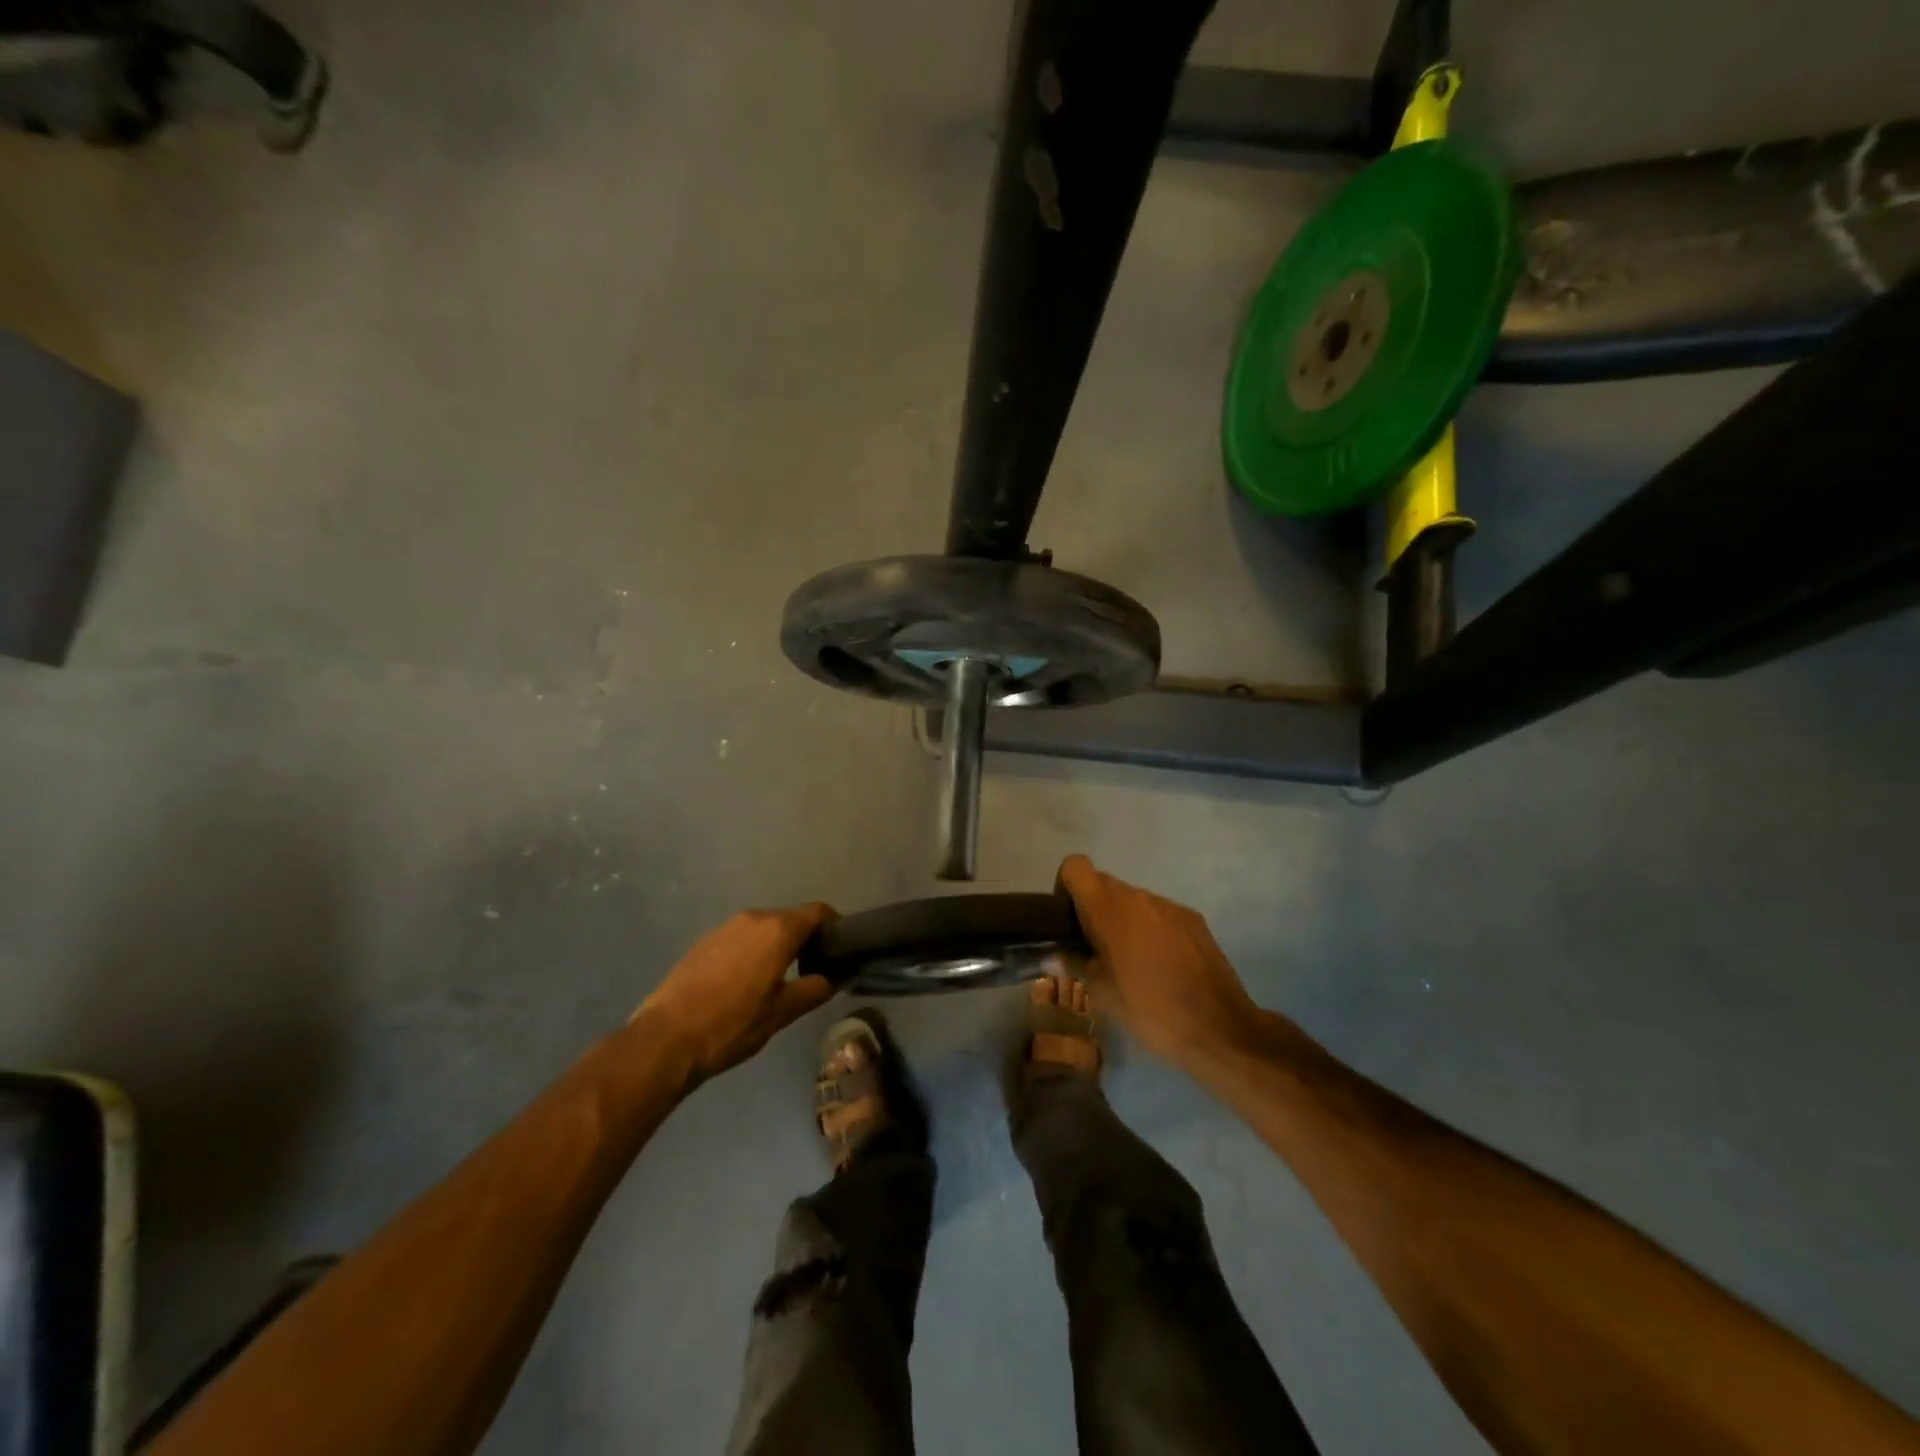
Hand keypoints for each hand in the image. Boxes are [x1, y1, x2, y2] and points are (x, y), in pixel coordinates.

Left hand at [635, 903, 838, 1085]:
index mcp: (777, 930)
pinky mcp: (703, 941)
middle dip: (805, 938)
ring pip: (763, 928)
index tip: (840, 947)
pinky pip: (739, 938)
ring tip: (778, 977)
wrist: (666, 1038)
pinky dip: (751, 951)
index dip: (834, 926)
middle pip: (790, 918)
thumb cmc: (732, 1024)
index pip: (818, 911)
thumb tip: (831, 979)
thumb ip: (813, 990)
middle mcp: (752, 918)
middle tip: (813, 968)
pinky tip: (744, 982)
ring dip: (776, 945)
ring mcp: (724, 927)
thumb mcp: (781, 1013)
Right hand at [1057, 855, 1260, 1067]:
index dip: (1066, 887)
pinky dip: (1152, 930)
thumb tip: (1055, 952)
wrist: (1219, 1029)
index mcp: (1109, 909)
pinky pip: (1159, 914)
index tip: (1068, 921)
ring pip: (1133, 900)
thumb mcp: (1102, 994)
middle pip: (1103, 884)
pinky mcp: (1193, 919)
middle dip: (1094, 909)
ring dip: (1124, 921)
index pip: (1075, 866)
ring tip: (1131, 963)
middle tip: (1095, 950)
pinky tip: (1162, 966)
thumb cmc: (1150, 1010)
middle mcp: (1139, 897)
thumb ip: (1075, 963)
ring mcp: (1170, 906)